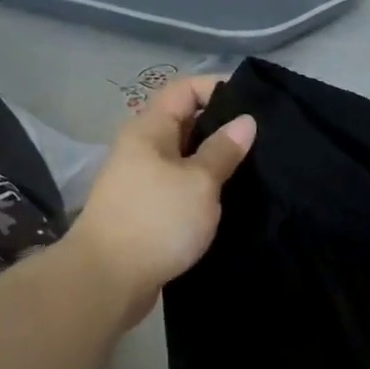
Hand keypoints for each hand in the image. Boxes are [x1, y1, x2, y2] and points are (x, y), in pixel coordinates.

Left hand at [68, 76, 255, 323]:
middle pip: (186, 122)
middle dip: (222, 127)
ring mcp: (142, 181)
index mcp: (149, 130)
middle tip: (263, 140)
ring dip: (215, 161)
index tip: (253, 104)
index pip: (184, 89)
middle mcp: (142, 148)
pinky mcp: (146, 210)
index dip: (217, 88)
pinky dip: (203, 188)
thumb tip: (245, 121)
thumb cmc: (156, 220)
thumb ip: (223, 150)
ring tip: (254, 169)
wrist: (106, 280)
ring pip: (185, 158)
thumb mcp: (199, 182)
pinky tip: (229, 199)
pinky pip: (180, 186)